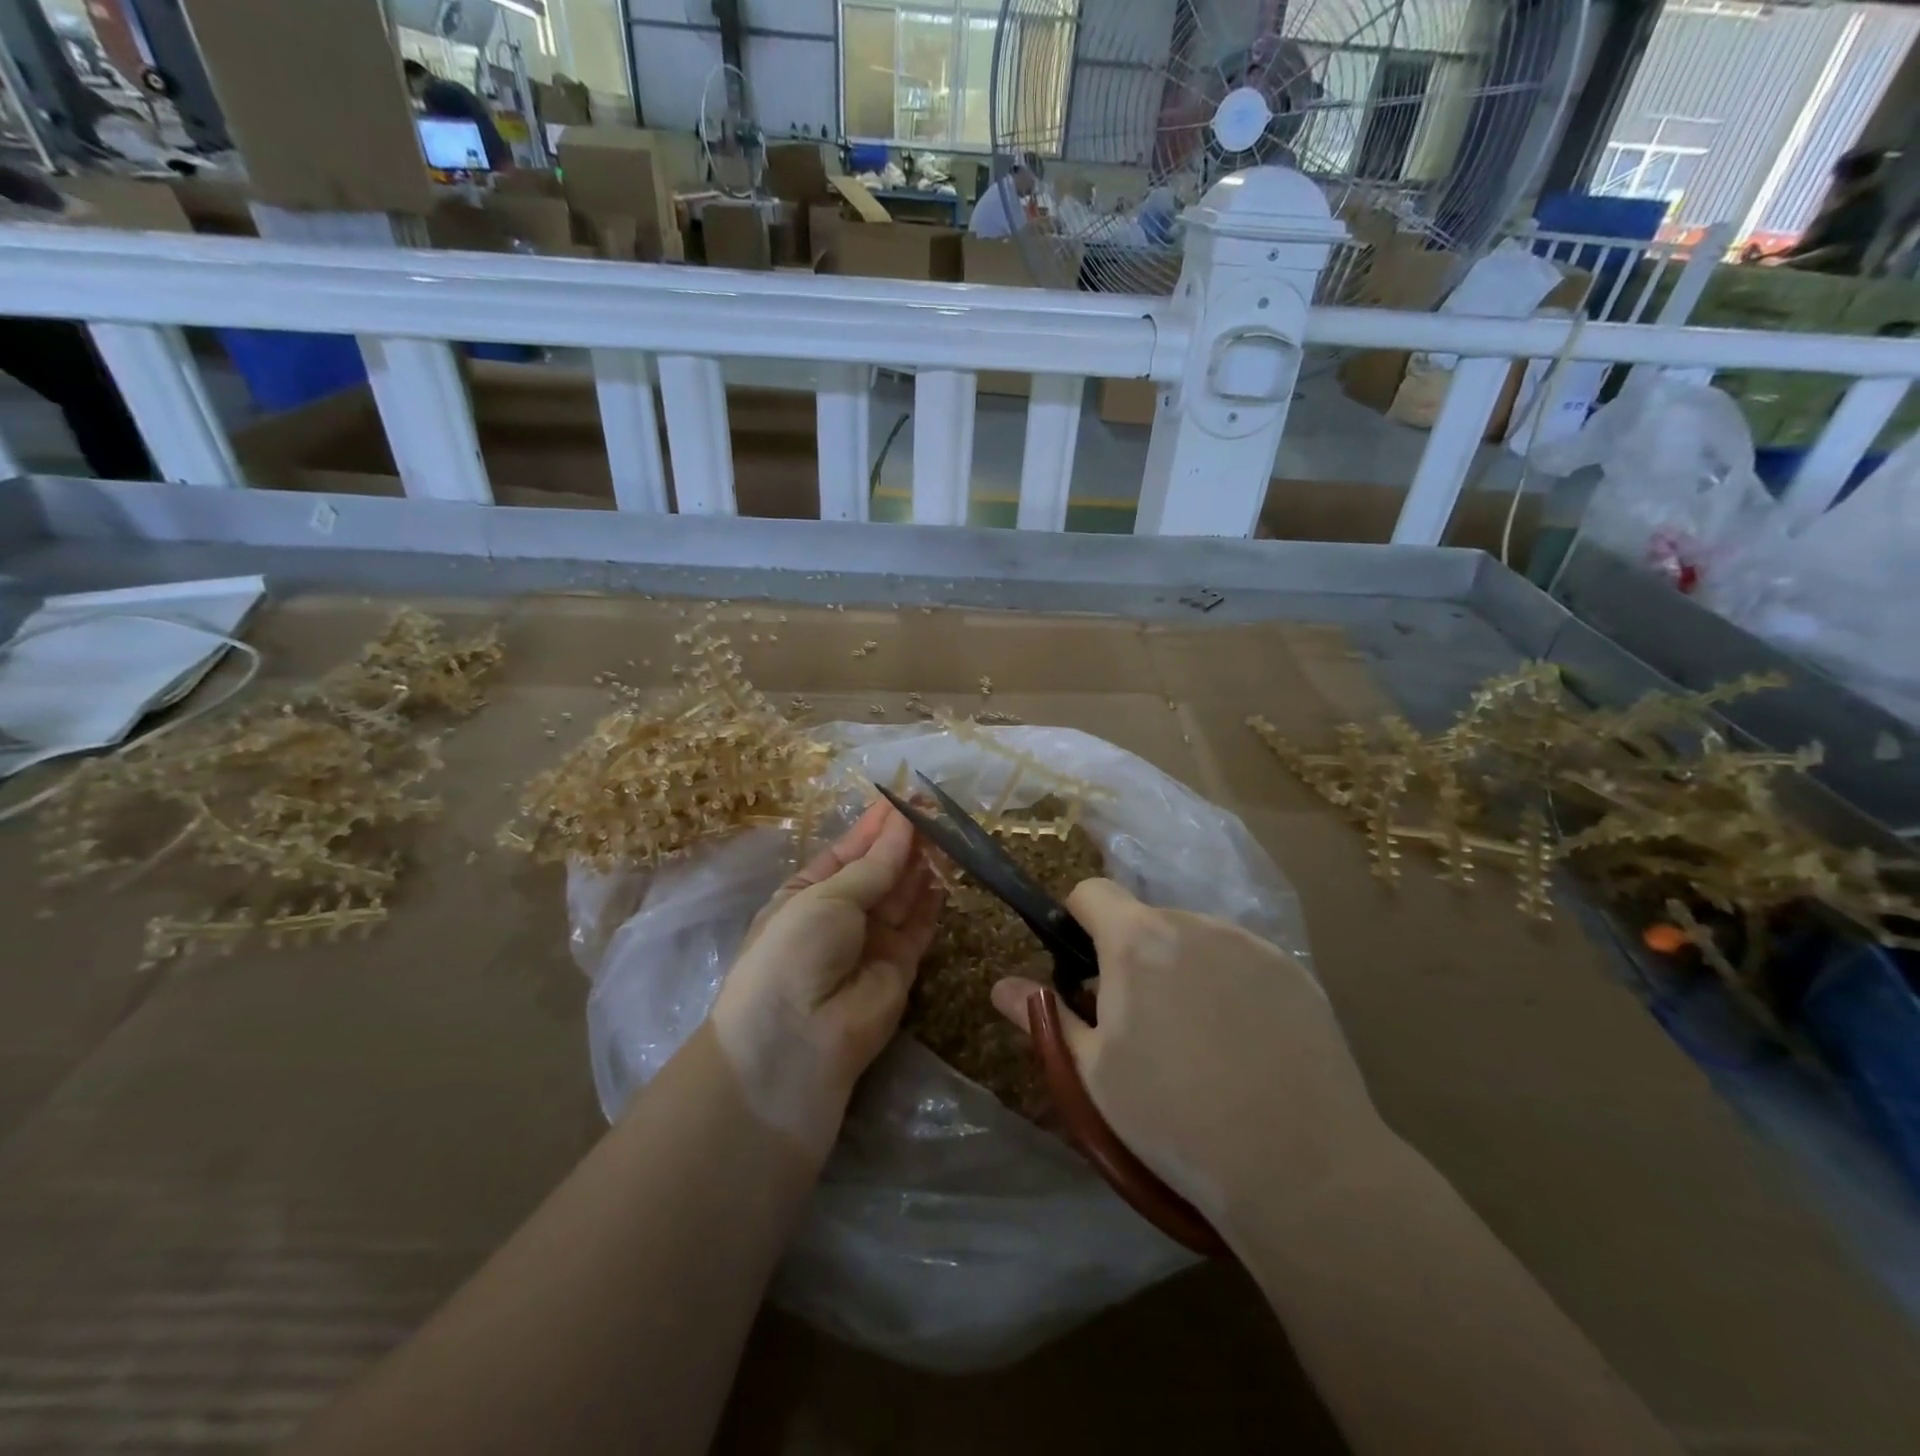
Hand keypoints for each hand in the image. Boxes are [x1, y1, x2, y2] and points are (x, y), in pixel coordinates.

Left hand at [711, 801, 942, 1157]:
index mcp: (807, 892)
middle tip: (935, 807)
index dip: (876, 825)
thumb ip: (873, 866)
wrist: (797, 1040)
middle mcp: (841, 914)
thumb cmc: (794, 951)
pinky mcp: (902, 964)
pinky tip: (949, 865)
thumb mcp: (826, 897)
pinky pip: (921, 922)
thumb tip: (902, 826)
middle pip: (880, 869)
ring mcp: (872, 940)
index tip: (905, 797)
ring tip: (947, 827)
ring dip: (922, 861)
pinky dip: (933, 895)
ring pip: (903, 892)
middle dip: (904, 839)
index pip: (849, 850)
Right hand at [990, 879, 1391, 1240]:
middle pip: (1146, 919)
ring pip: (1195, 939)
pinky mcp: (1294, 972)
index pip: (1092, 891)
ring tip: (1198, 1041)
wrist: (1301, 1168)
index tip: (1082, 970)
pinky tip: (1245, 1046)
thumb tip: (999, 984)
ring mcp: (1250, 944)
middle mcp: (1194, 923)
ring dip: (1181, 968)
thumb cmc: (1174, 1119)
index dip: (1077, 920)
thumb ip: (1046, 1016)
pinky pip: (1241, 960)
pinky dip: (1229, 984)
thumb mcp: (1094, 1073)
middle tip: (1140, 1023)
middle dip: (1131, 954)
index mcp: (1138, 940)